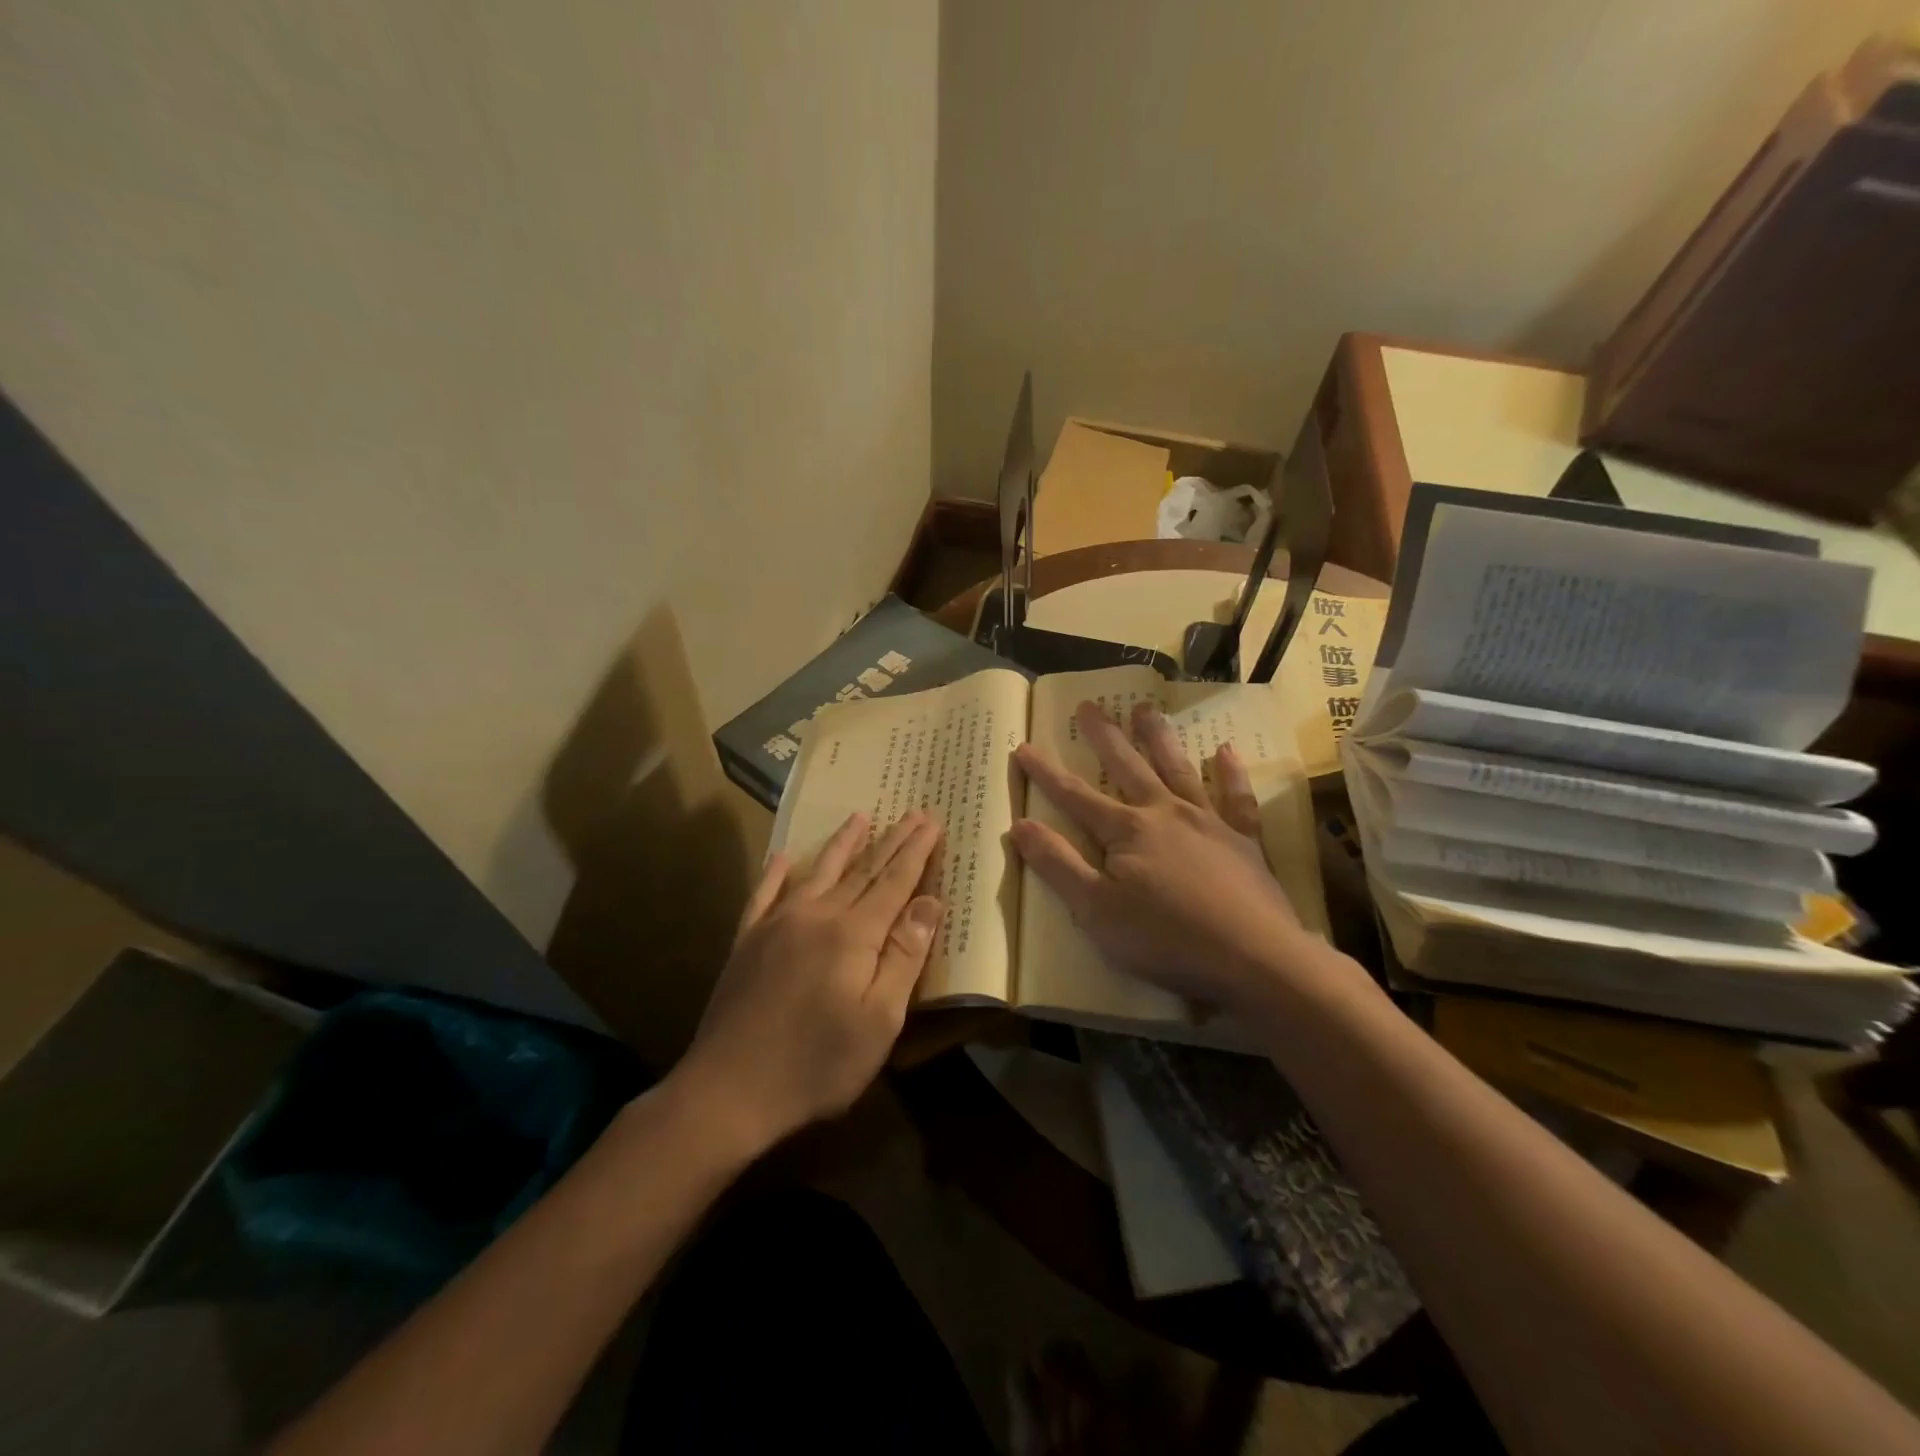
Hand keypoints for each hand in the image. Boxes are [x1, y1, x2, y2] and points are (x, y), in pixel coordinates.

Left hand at [673, 810, 944, 1156]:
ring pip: (818, 871)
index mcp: (854, 934)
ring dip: (842, 843)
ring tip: (860, 817)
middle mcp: (816, 915)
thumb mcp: (879, 1022)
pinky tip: (783, 856)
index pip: (894, 881)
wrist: (728, 1090)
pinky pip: (764, 894)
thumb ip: (905, 957)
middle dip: (891, 840)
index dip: (916, 851)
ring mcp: (776, 924)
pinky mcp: (747, 941)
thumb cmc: (817, 1064)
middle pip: (862, 870)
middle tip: (913, 812)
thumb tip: (929, 902)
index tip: (933, 821)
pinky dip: (776, 872)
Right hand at [1012, 701, 1333, 1018]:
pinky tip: (1226, 751)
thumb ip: (1058, 865)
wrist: (1254, 958)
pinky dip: (1231, 773)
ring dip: (1159, 738)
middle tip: (1090, 704)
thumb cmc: (1166, 939)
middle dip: (1104, 736)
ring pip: (1178, 768)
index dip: (1046, 773)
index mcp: (1127, 831)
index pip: (1075, 796)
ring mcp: (1208, 822)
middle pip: (1127, 767)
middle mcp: (1165, 813)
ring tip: (1146, 708)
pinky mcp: (1244, 840)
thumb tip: (1019, 825)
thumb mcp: (1095, 910)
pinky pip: (1236, 797)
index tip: (1023, 747)